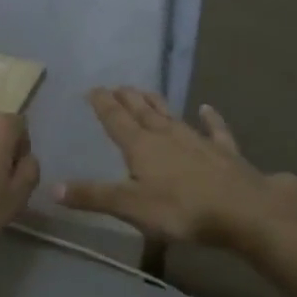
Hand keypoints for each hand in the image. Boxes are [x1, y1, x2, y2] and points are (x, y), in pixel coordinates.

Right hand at [55, 88, 296, 245]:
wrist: (244, 210)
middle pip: (143, 113)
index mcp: (141, 146)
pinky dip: (210, 119)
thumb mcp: (130, 206)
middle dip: (128, 99)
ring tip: (146, 91)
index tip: (94, 89)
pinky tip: (207, 108)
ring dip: (157, 104)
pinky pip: (214, 130)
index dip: (104, 105)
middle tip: (118, 86)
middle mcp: (168, 136)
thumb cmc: (181, 210)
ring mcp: (198, 141)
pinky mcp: (225, 153)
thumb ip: (93, 196)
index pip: (117, 120)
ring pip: (172, 116)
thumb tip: (52, 187)